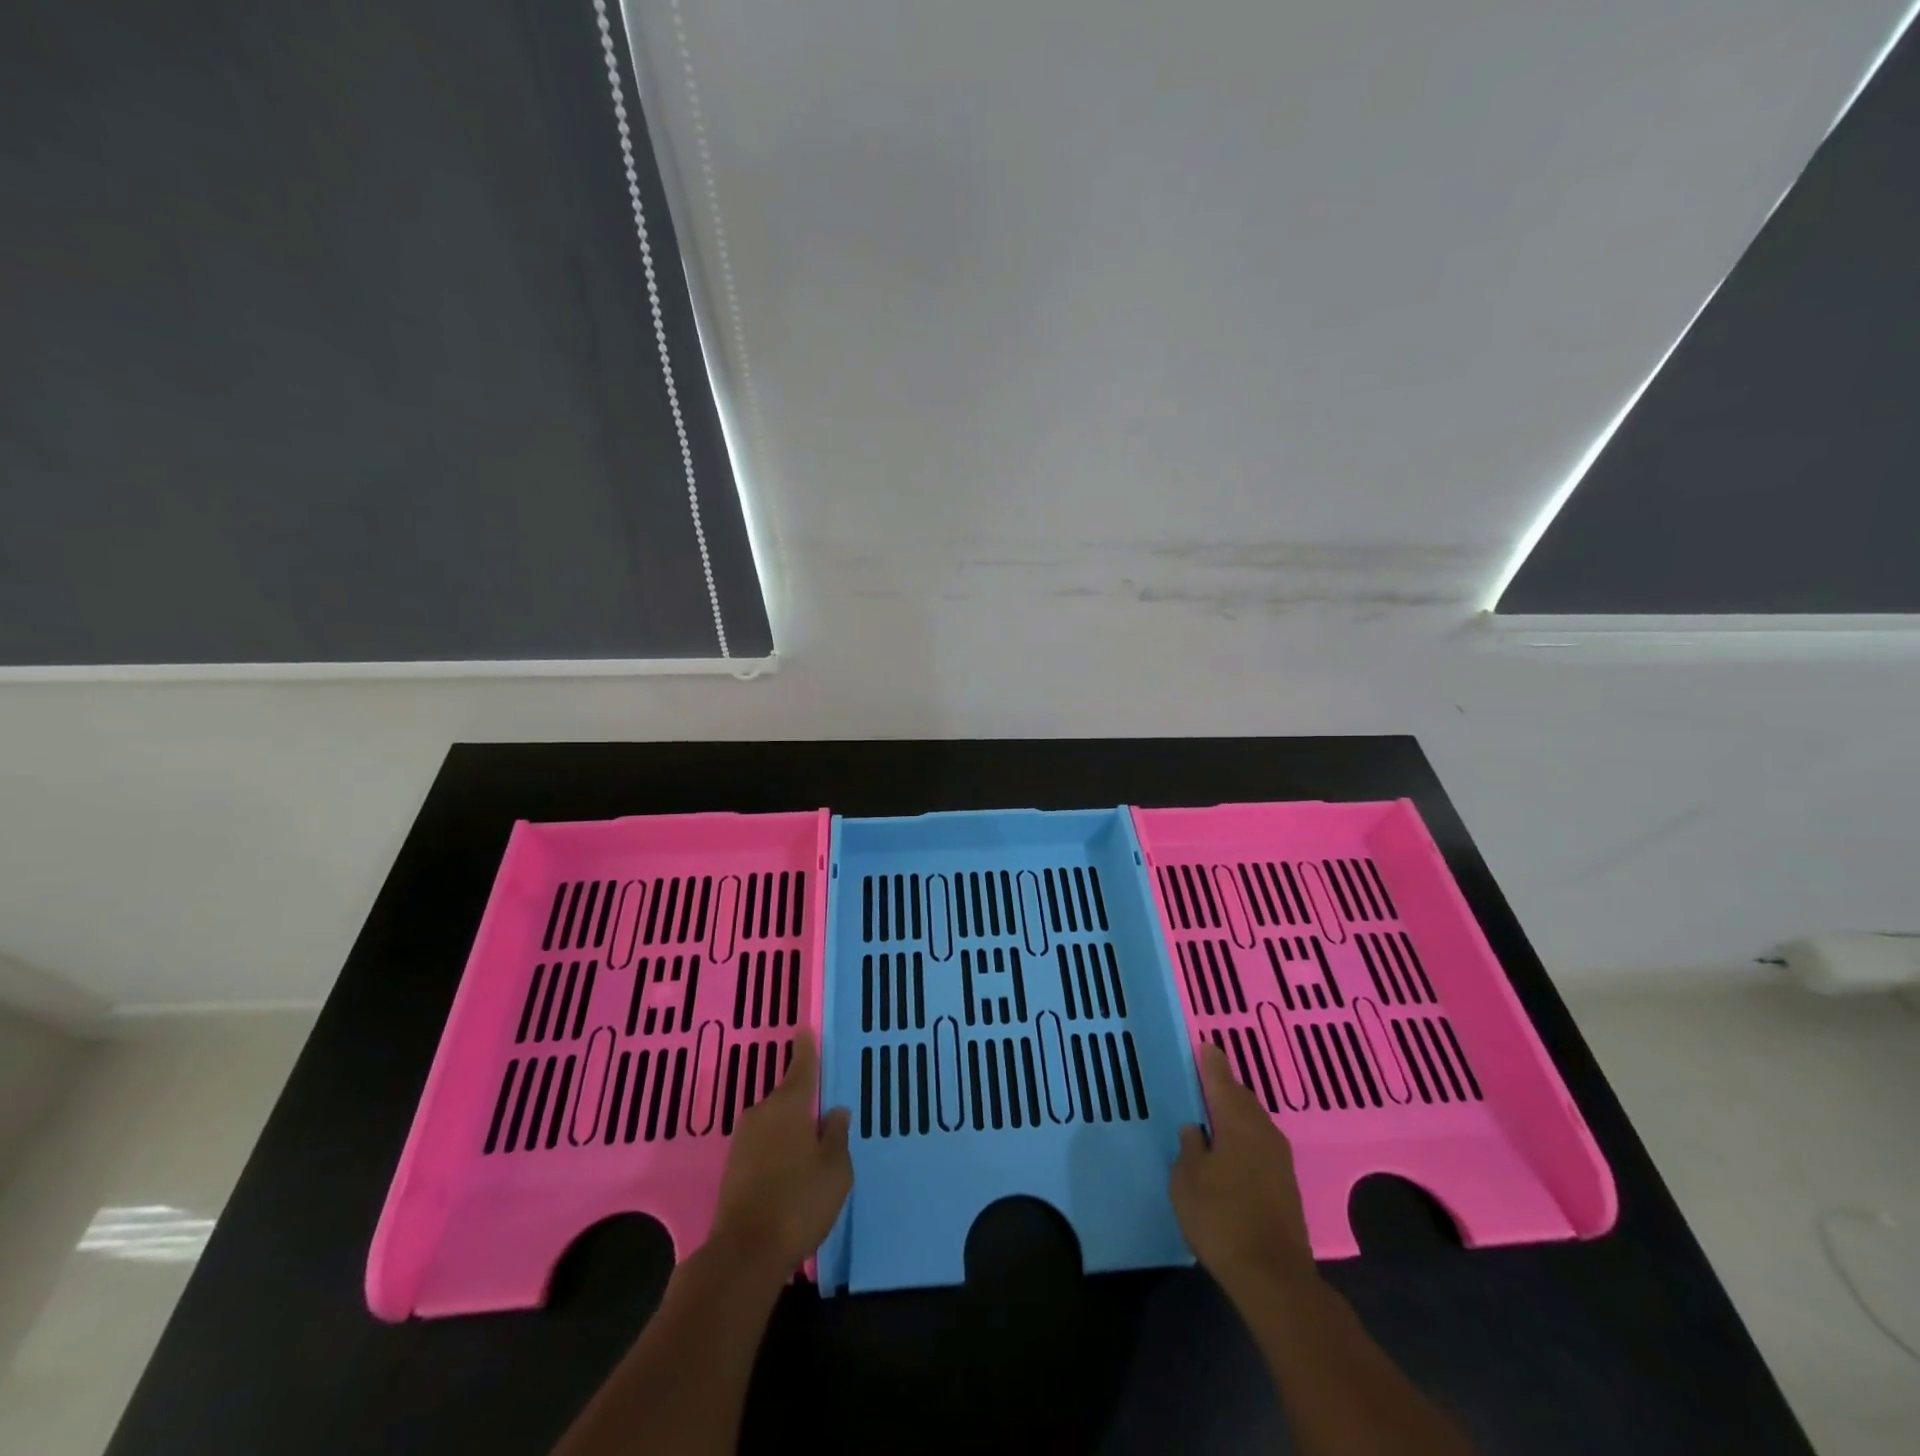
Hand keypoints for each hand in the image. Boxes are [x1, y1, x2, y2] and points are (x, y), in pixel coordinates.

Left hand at [709, 1031, 851, 1276]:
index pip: (801, 1067)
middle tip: (824, 1113)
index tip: (806, 1030)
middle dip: (804, 1101)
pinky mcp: (732, 1167)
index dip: (806, 1049)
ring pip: (774, 1122)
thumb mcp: (835, 1169)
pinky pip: (762, 1144)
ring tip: (811, 1147)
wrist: (744, 1255)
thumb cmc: (798, 1202)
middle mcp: (762, 1113)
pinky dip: (777, 1148)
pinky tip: (790, 1169)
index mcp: (789, 1105)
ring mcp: (742, 1140)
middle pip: (787, 1097)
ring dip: (790, 1128)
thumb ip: (836, 1135)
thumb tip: (835, 1111)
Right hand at [1171, 1043, 1316, 1291]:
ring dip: (1234, 1113)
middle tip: (1201, 1082)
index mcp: (1237, 1122)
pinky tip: (1230, 1150)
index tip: (1203, 1045)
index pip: (1221, 1079)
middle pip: (1241, 1097)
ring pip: (1253, 1120)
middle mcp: (1263, 1131)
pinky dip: (1243, 1136)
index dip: (1211, 1061)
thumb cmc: (1221, 1220)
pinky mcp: (1286, 1182)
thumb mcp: (1186, 1181)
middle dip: (1223, 1087)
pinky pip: (1260, 1142)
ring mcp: (1279, 1157)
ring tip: (1212, 1116)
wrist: (1274, 1277)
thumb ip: (1189, 1147)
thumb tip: (1195, 1130)